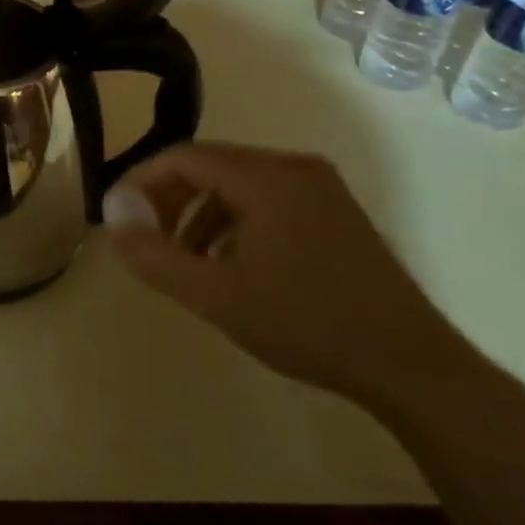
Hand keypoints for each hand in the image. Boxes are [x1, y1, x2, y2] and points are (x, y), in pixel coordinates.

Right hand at [101, 141, 478, 406]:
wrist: (411, 366)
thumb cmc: (307, 324)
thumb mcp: (216, 296)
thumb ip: (155, 256)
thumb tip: (113, 219)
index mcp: (266, 177)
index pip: (184, 157)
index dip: (141, 180)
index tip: (118, 215)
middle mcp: (294, 169)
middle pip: (210, 166)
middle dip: (169, 199)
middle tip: (145, 238)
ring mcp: (320, 189)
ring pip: (237, 185)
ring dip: (199, 215)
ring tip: (182, 260)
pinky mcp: (334, 213)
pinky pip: (266, 201)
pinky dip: (233, 223)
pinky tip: (228, 266)